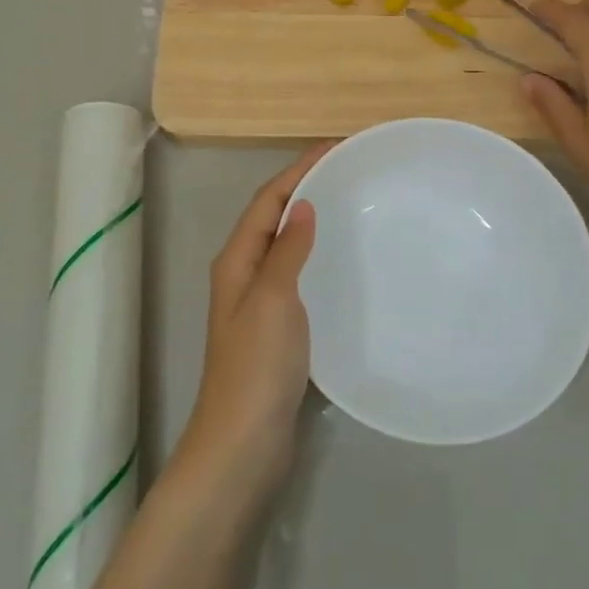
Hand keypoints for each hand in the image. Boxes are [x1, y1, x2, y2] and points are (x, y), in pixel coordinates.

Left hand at [176, 144, 329, 497]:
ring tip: (352, 205)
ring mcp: (259, 303)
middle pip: (274, 217)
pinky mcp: (277, 329)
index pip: (268, 199)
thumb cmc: (257, 366)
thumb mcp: (273, 298)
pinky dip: (318, 257)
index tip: (337, 146)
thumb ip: (287, 250)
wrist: (244, 443)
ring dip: (312, 221)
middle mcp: (244, 274)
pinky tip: (344, 263)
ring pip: (286, 246)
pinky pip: (298, 276)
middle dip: (307, 187)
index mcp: (237, 260)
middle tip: (351, 171)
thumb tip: (302, 204)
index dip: (299, 168)